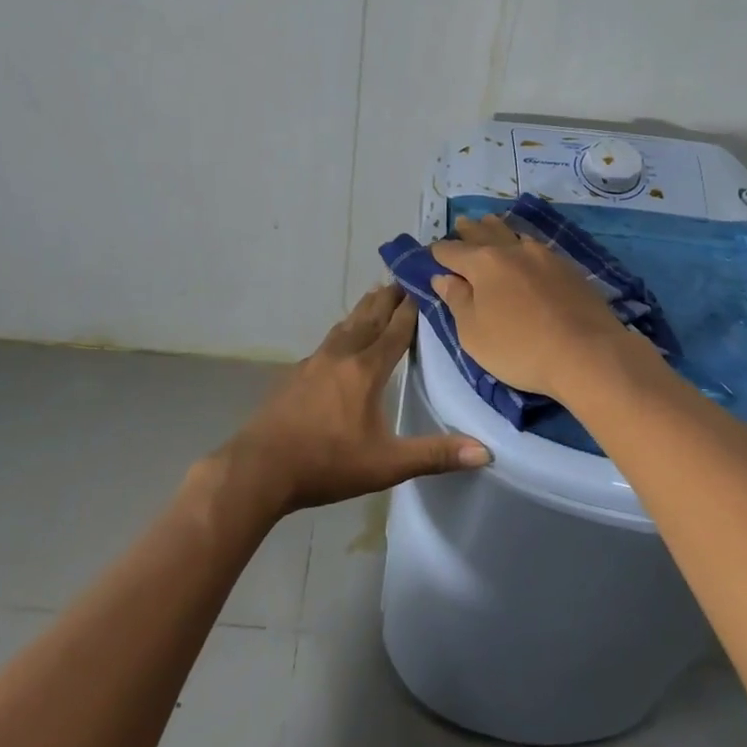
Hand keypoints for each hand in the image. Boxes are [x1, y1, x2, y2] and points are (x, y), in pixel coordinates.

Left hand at [218, 285, 488, 518]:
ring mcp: (315, 362)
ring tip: (376, 294)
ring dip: (364, 308)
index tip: (425, 285)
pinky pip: (328, 341)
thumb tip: (486, 452)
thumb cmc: (327, 463)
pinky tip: (341, 339)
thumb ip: (435, 455)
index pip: (396, 330)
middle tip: (404, 278)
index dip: (412, 308)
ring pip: (346, 325)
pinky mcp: (296, 374)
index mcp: (366, 370)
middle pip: (370, 317)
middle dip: (389, 298)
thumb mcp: (387, 464)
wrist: (260, 468)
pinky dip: (344, 329)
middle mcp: (341, 356)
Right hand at [431, 216, 648, 403]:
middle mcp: (513, 250)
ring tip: (491, 224)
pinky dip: (523, 244)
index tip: (431, 254)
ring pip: (514, 233)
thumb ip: (457, 301)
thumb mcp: (473, 334)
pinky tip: (526, 250)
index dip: (438, 253)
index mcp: (484, 263)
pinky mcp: (569, 268)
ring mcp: (545, 256)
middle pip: (484, 233)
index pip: (452, 251)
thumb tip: (443, 278)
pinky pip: (537, 247)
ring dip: (498, 229)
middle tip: (460, 224)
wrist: (588, 354)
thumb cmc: (520, 348)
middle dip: (468, 230)